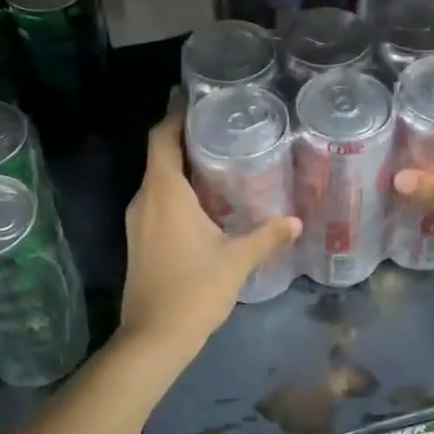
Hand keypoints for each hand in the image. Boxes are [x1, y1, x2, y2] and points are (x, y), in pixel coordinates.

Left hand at [118, 108, 301, 351]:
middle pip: (159, 155)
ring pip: (158, 180)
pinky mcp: (139, 241)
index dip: (174, 114)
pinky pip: (157, 201)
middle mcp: (145, 199)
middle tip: (220, 124)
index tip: (191, 96)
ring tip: (217, 156)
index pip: (162, 138)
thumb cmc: (194, 289)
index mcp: (164, 193)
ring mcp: (138, 222)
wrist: (153, 338)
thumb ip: (266, 236)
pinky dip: (177, 190)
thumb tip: (296, 221)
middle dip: (184, 137)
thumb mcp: (237, 260)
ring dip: (181, 165)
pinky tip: (205, 200)